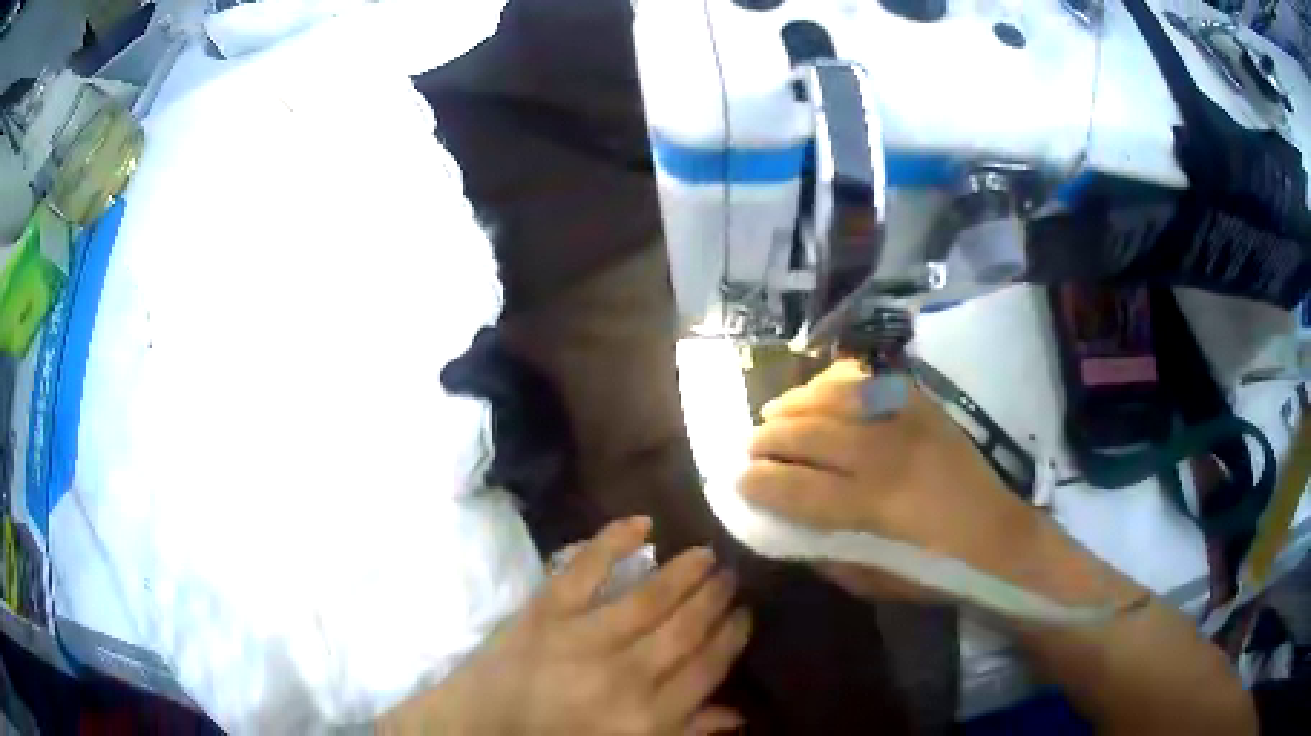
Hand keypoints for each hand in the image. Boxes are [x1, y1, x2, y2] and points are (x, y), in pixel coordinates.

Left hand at [381, 517, 751, 734]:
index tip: (746, 614)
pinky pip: (586, 568)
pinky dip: (613, 540)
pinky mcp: (544, 611)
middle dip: (714, 600)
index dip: (732, 638)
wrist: (478, 727)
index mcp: (646, 719)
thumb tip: (737, 715)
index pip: (708, 669)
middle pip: (686, 630)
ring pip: (649, 598)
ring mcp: (582, 639)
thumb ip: (683, 732)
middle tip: (731, 577)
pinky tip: (643, 524)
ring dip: (684, 573)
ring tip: (706, 555)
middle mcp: (623, 677)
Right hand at [738, 361, 1039, 598]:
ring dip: (795, 403)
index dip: (759, 481)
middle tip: (750, 446)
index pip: (797, 487)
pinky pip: (870, 380)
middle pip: (809, 434)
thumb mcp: (872, 580)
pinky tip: (821, 391)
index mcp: (874, 507)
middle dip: (767, 438)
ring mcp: (907, 421)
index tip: (739, 480)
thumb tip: (782, 525)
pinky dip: (837, 381)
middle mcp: (887, 455)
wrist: (998, 535)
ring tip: (775, 412)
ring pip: (834, 396)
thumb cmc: (934, 570)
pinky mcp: (923, 404)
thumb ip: (823, 551)